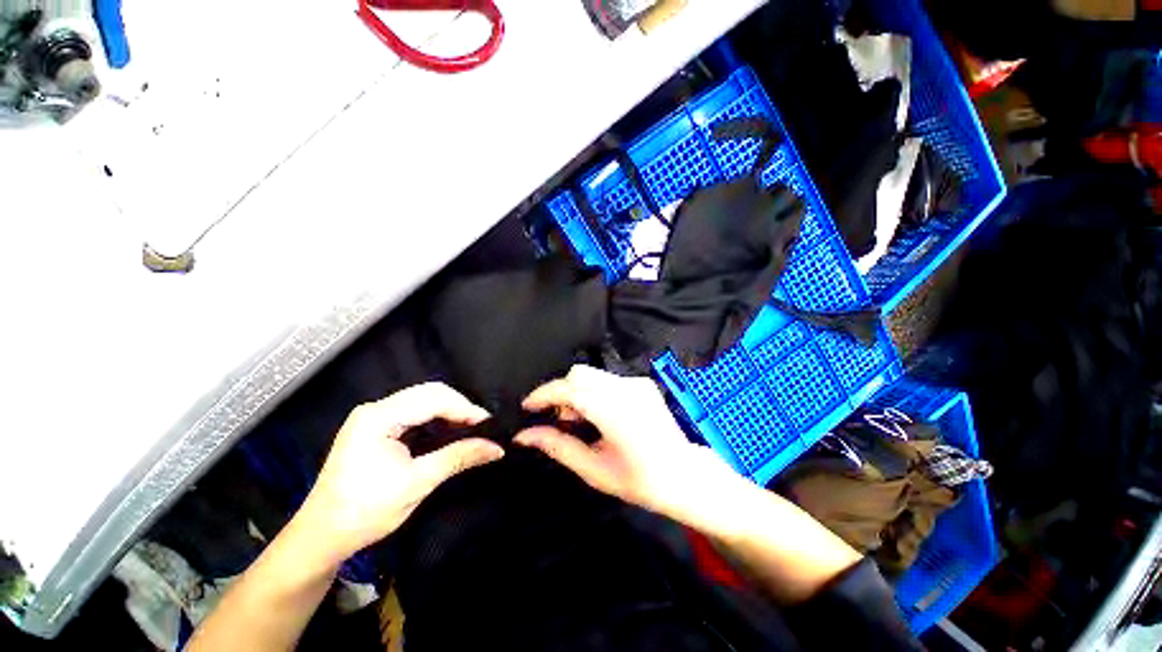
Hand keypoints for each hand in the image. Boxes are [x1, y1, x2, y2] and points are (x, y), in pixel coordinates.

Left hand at [295, 383, 503, 566]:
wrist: (321, 538)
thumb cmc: (365, 512)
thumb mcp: (417, 483)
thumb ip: (459, 457)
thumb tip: (496, 447)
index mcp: (378, 417)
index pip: (433, 399)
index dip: (465, 409)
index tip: (490, 424)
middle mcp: (375, 409)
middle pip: (429, 393)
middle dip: (459, 406)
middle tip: (483, 425)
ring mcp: (373, 417)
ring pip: (423, 400)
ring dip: (450, 411)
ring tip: (471, 427)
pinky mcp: (375, 427)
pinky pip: (415, 412)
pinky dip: (437, 418)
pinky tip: (449, 429)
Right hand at [515, 365, 743, 524]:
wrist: (684, 475)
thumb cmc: (639, 480)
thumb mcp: (593, 469)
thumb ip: (557, 446)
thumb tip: (524, 436)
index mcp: (614, 410)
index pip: (569, 389)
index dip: (543, 394)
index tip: (527, 406)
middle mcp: (626, 388)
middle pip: (579, 374)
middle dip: (561, 392)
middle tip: (561, 421)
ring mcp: (637, 382)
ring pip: (592, 375)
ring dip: (577, 392)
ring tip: (581, 422)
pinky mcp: (643, 383)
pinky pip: (607, 379)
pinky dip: (594, 392)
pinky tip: (600, 415)